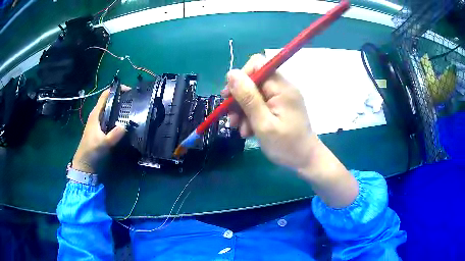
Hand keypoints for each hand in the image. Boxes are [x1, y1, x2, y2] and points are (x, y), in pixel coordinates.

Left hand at [72, 86, 129, 172]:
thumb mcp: (103, 143)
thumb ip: (114, 135)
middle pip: (109, 101)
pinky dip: (118, 117)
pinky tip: (125, 122)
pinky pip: (111, 119)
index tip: (129, 90)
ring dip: (120, 108)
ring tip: (132, 110)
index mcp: (96, 114)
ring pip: (110, 110)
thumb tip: (126, 126)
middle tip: (134, 101)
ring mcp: (99, 123)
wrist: (84, 164)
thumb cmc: (91, 151)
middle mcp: (97, 115)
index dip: (116, 90)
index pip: (105, 95)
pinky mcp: (101, 130)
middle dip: (121, 98)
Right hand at [223, 54, 357, 207]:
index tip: (229, 96)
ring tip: (241, 130)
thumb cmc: (286, 145)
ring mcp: (281, 98)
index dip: (241, 77)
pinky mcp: (279, 107)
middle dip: (239, 98)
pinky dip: (251, 116)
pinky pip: (260, 104)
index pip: (257, 65)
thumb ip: (248, 98)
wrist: (305, 160)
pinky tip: (248, 131)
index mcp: (281, 88)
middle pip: (253, 81)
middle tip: (231, 117)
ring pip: (254, 94)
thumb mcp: (263, 123)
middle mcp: (282, 88)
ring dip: (243, 110)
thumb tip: (231, 73)